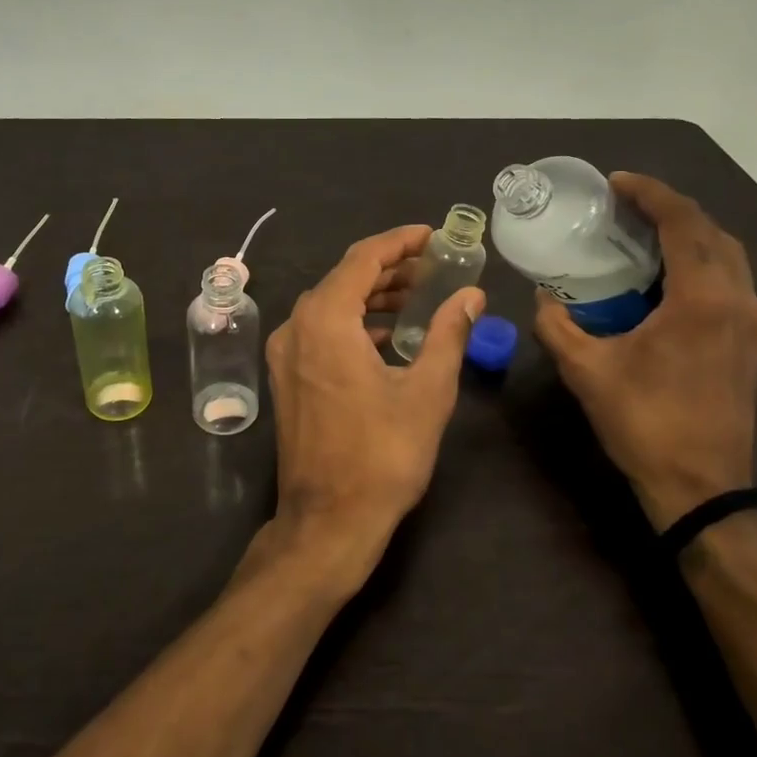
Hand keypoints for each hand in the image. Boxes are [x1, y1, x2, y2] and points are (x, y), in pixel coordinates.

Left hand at [255, 226, 485, 596]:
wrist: (328, 520)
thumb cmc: (383, 455)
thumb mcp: (427, 391)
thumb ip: (449, 334)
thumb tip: (472, 296)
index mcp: (325, 320)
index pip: (362, 258)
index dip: (399, 242)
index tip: (432, 235)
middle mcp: (295, 327)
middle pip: (343, 278)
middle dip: (389, 269)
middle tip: (433, 268)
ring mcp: (284, 354)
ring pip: (329, 305)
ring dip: (371, 296)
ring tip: (417, 298)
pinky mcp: (286, 378)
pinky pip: (319, 331)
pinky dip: (352, 322)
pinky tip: (385, 335)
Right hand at [534, 173, 756, 531]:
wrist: (702, 486)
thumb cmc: (644, 422)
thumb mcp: (586, 371)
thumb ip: (557, 326)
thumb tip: (544, 298)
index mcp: (702, 299)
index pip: (683, 223)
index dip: (650, 194)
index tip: (616, 182)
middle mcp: (737, 300)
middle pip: (712, 231)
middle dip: (670, 208)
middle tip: (626, 205)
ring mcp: (751, 322)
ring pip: (728, 255)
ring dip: (689, 234)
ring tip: (644, 234)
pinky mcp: (751, 342)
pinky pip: (730, 280)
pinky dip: (700, 262)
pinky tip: (664, 277)